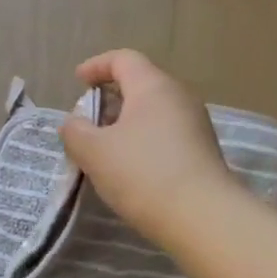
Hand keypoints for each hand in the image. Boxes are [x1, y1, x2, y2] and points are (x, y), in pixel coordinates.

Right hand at [59, 49, 239, 245]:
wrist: (203, 218)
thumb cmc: (143, 173)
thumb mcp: (94, 152)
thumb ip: (75, 131)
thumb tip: (73, 123)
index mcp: (153, 86)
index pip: (123, 59)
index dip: (97, 66)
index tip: (78, 81)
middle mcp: (179, 97)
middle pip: (141, 84)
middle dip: (111, 98)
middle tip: (88, 121)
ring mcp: (196, 125)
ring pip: (154, 112)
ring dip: (126, 123)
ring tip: (105, 149)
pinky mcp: (203, 152)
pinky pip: (166, 135)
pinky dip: (144, 142)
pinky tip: (130, 169)